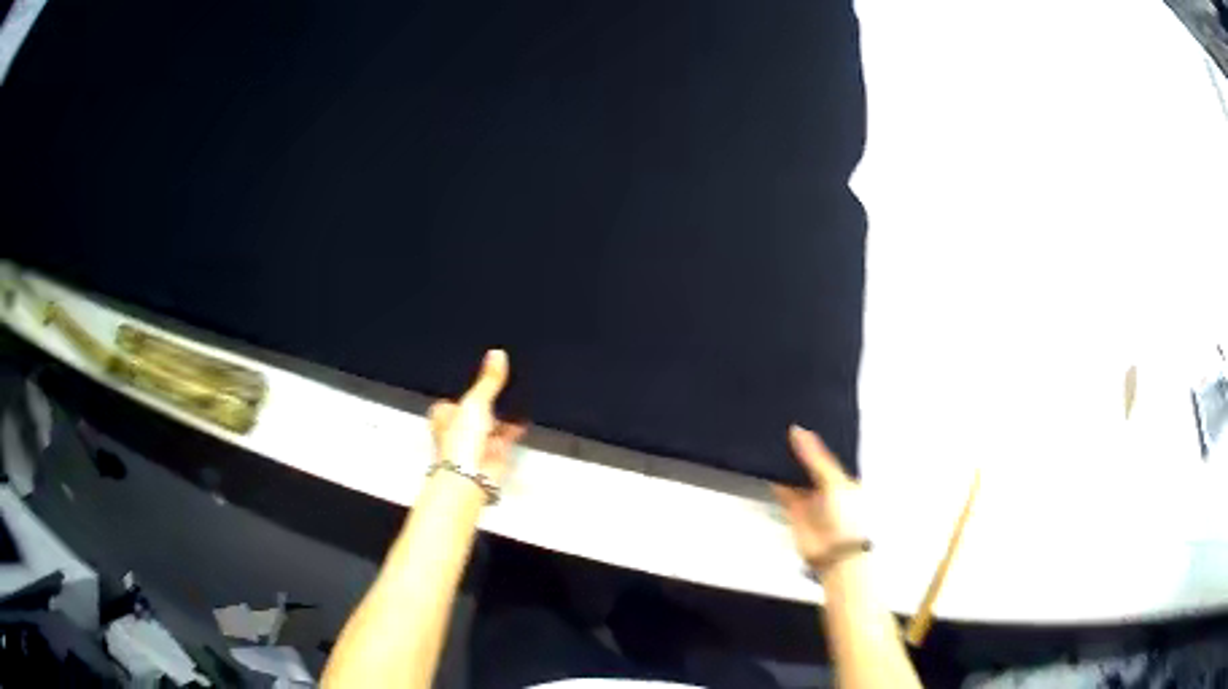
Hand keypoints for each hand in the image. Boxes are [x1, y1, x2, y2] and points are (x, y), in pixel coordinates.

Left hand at [427, 350, 526, 485]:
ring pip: (493, 419)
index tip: (483, 367)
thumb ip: (488, 380)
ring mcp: (478, 439)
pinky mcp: (496, 450)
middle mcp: (460, 426)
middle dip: (489, 397)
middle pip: (476, 406)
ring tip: (521, 387)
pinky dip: (517, 425)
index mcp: (445, 412)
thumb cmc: (460, 441)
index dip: (468, 382)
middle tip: (507, 374)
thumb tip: (497, 353)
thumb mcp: (474, 402)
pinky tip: (527, 412)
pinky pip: (508, 433)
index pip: (456, 393)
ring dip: (504, 410)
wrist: (471, 476)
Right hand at [772, 426, 865, 568]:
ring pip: (794, 476)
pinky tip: (768, 467)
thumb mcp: (835, 482)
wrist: (835, 553)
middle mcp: (825, 485)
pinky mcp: (794, 510)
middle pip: (807, 463)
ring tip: (772, 443)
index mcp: (842, 476)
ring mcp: (809, 498)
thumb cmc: (848, 519)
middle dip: (796, 450)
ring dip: (784, 464)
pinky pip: (783, 491)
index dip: (813, 439)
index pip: (825, 453)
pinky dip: (776, 480)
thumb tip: (799, 432)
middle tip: (782, 429)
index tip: (799, 422)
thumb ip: (815, 458)